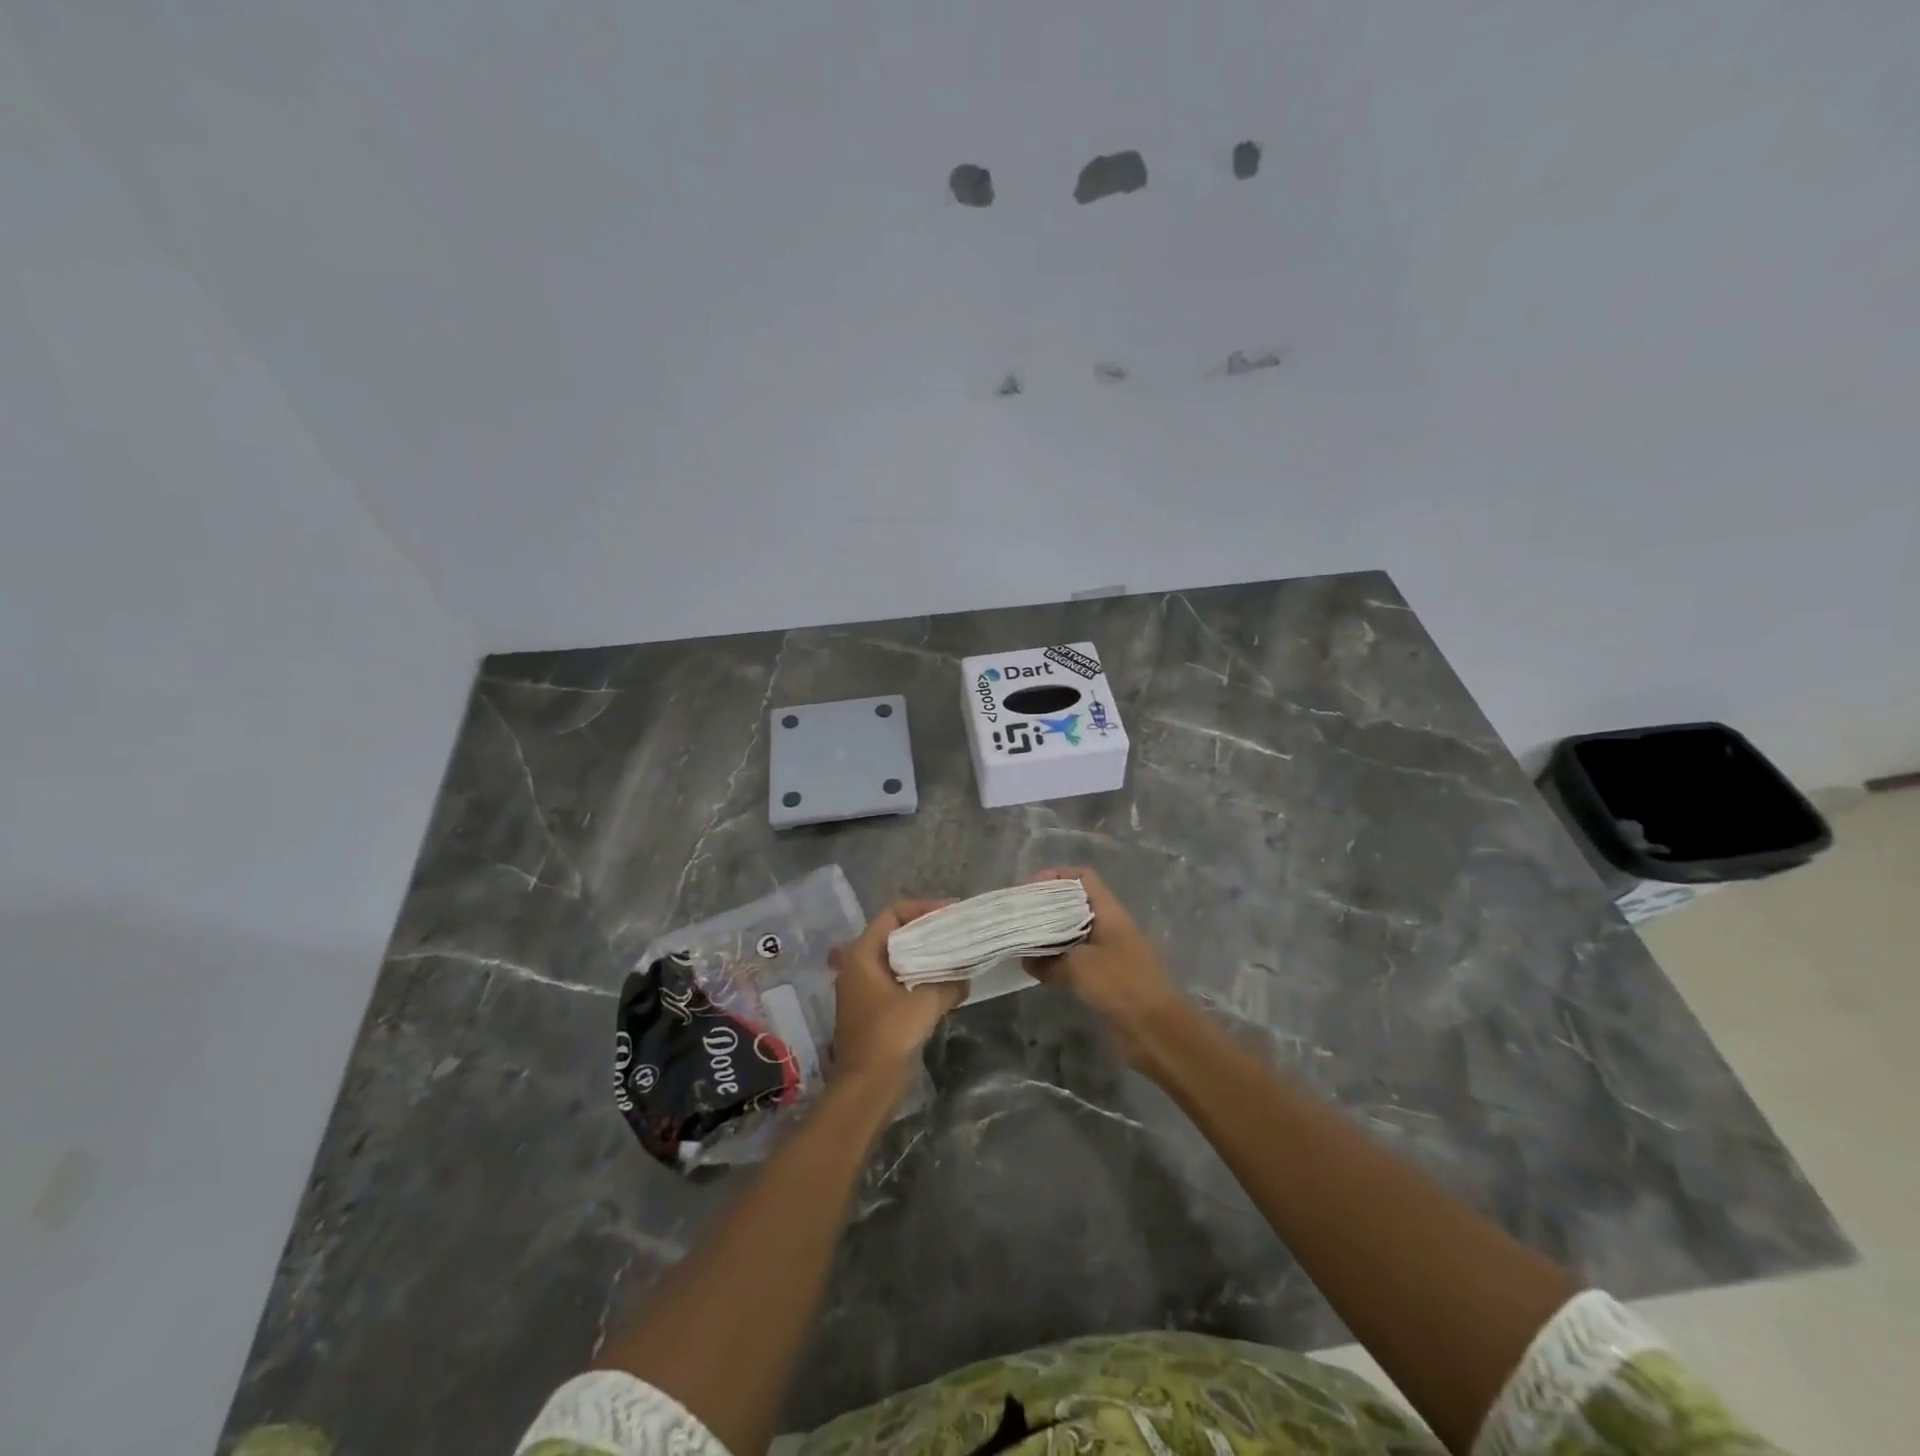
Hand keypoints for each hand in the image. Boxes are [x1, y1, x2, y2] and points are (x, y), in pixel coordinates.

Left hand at [827, 899, 966, 1088]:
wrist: (866, 1088)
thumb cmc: (888, 1036)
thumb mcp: (925, 1003)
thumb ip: (948, 983)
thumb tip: (964, 978)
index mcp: (862, 955)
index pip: (892, 915)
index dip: (921, 909)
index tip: (950, 912)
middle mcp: (858, 967)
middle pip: (894, 935)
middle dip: (926, 932)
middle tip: (956, 931)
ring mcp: (864, 990)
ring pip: (898, 960)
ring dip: (924, 957)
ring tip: (955, 955)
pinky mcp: (874, 1011)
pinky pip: (899, 982)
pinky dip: (920, 978)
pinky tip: (944, 985)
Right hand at [1024, 868, 1187, 1067]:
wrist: (1156, 1030)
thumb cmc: (1119, 985)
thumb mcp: (1077, 967)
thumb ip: (1048, 961)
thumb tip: (1027, 961)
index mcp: (1109, 912)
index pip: (1083, 878)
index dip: (1057, 876)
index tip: (1030, 888)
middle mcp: (1110, 926)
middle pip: (1076, 904)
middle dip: (1048, 906)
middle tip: (1020, 915)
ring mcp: (1110, 952)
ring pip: (1075, 933)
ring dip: (1051, 935)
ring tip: (1024, 940)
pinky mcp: (1108, 977)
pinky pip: (1078, 959)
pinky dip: (1059, 960)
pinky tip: (1039, 968)